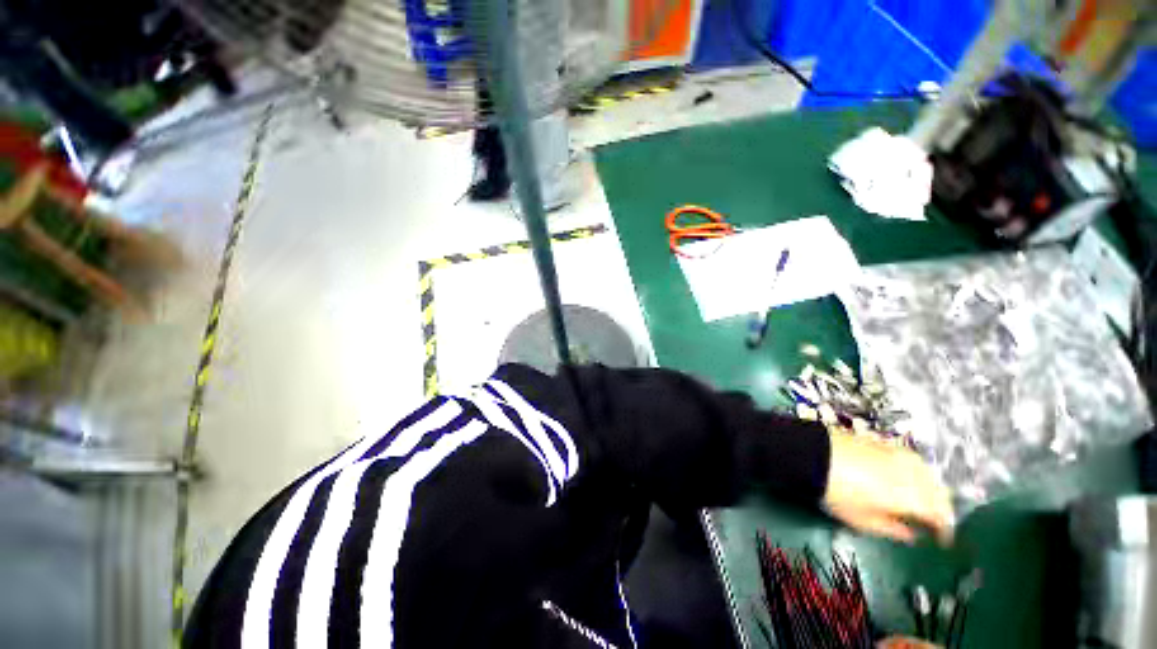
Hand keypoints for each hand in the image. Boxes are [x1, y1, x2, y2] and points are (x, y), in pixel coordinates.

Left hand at [823, 434, 954, 544]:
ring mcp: (899, 454)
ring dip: (931, 489)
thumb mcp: (864, 521)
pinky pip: (912, 459)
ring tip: (920, 501)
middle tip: (932, 522)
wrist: (812, 454)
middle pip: (940, 492)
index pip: (942, 516)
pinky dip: (916, 473)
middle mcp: (914, 473)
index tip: (941, 541)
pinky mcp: (883, 442)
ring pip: (929, 473)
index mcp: (914, 497)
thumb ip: (893, 530)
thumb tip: (912, 534)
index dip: (945, 531)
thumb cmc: (838, 493)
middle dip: (941, 509)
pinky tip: (904, 479)